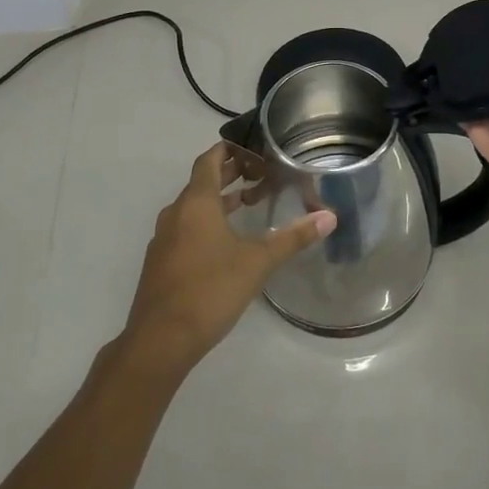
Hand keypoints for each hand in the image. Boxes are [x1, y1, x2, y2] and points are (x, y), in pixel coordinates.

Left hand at [121, 144, 334, 377]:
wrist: (160, 340)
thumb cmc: (210, 290)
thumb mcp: (257, 262)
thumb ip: (292, 238)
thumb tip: (329, 217)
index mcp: (196, 203)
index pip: (210, 160)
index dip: (230, 150)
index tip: (253, 147)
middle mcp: (176, 213)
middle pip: (202, 182)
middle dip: (230, 174)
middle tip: (260, 172)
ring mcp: (164, 239)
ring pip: (193, 208)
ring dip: (220, 201)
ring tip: (249, 202)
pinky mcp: (161, 262)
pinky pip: (186, 229)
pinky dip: (207, 223)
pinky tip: (227, 242)